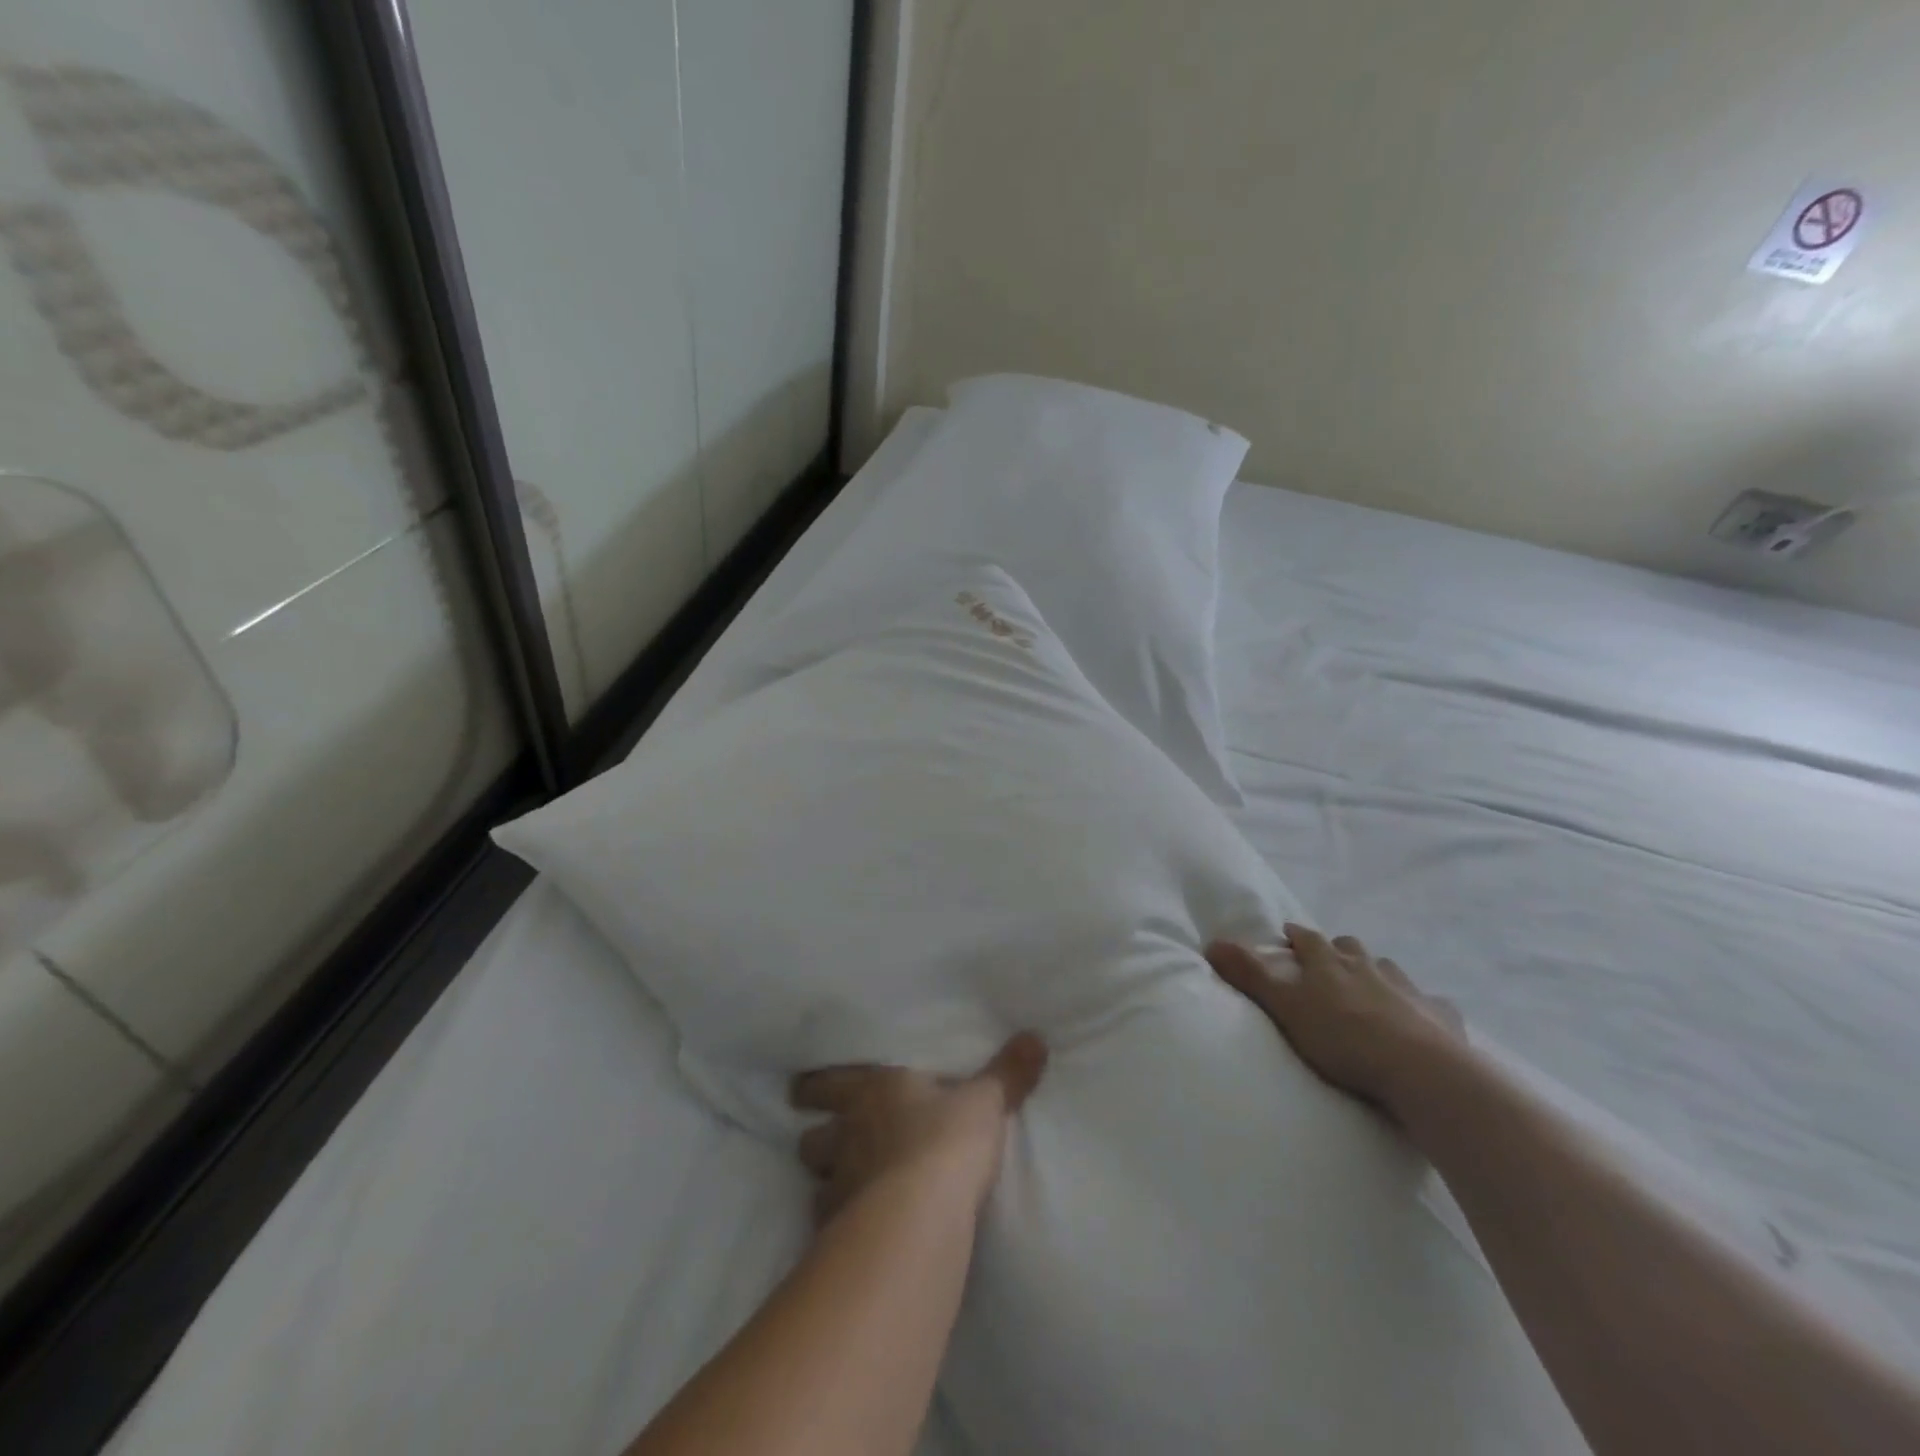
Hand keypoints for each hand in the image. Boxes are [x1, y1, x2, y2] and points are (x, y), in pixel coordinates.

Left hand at [790, 1034, 1048, 1224]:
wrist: (922, 1214)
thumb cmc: (948, 1141)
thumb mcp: (985, 1102)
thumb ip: (1008, 1073)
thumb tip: (1035, 1036)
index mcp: (875, 1092)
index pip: (831, 1083)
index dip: (815, 1087)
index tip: (800, 1090)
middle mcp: (848, 1135)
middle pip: (812, 1137)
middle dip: (816, 1138)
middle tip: (822, 1139)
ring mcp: (839, 1185)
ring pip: (816, 1181)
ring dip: (827, 1182)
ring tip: (841, 1190)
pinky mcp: (840, 1232)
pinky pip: (829, 1226)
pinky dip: (838, 1226)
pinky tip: (851, 1234)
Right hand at [1207, 925, 1464, 1118]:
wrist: (1422, 1070)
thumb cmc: (1343, 1037)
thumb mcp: (1286, 1007)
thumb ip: (1250, 976)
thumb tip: (1211, 943)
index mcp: (1330, 962)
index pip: (1307, 939)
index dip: (1296, 935)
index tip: (1287, 934)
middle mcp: (1369, 966)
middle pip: (1350, 948)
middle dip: (1337, 950)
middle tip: (1328, 962)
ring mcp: (1408, 989)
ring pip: (1389, 969)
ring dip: (1376, 973)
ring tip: (1369, 988)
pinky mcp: (1442, 1016)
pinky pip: (1431, 1003)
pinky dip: (1421, 1006)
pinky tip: (1420, 1018)